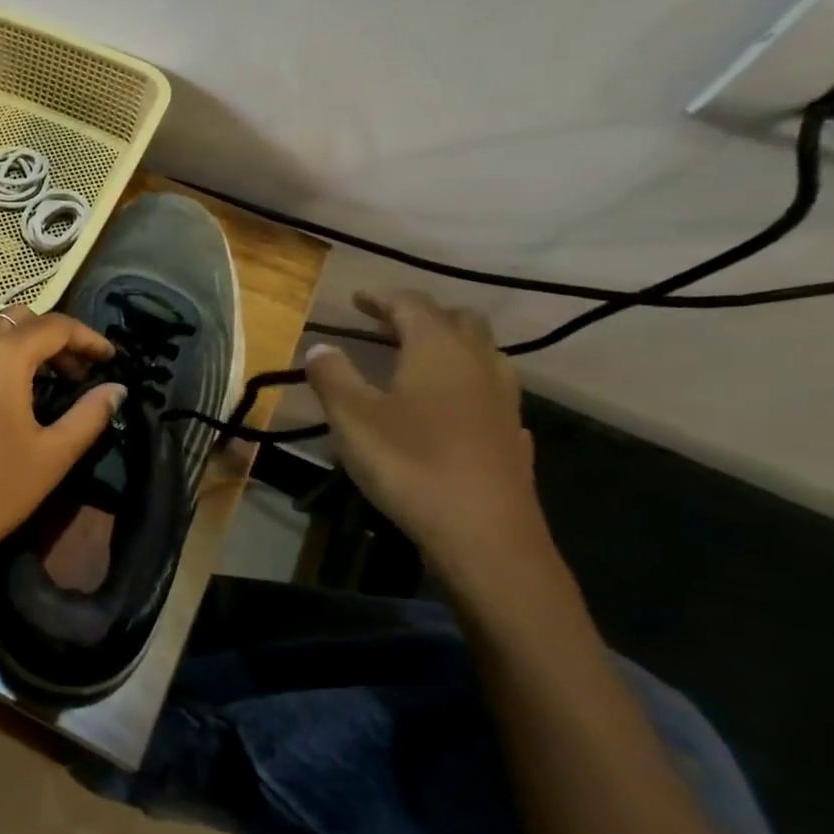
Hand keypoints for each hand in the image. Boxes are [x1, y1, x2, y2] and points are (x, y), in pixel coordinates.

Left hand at [0, 305, 125, 590]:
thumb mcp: (51, 458)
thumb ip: (89, 416)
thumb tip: (117, 389)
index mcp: (4, 354)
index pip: (56, 326)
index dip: (88, 339)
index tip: (107, 359)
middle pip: (15, 319)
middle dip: (48, 340)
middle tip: (68, 375)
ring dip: (2, 340)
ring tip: (17, 374)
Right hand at [304, 290, 547, 573]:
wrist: (484, 535)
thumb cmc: (410, 464)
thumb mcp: (352, 419)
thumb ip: (333, 376)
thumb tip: (320, 347)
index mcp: (436, 349)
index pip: (411, 304)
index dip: (382, 298)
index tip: (357, 299)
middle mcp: (477, 363)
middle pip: (457, 320)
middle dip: (422, 315)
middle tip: (389, 325)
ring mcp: (503, 400)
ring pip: (483, 353)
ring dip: (452, 345)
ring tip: (421, 359)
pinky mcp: (513, 435)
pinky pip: (492, 393)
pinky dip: (468, 385)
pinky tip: (454, 407)